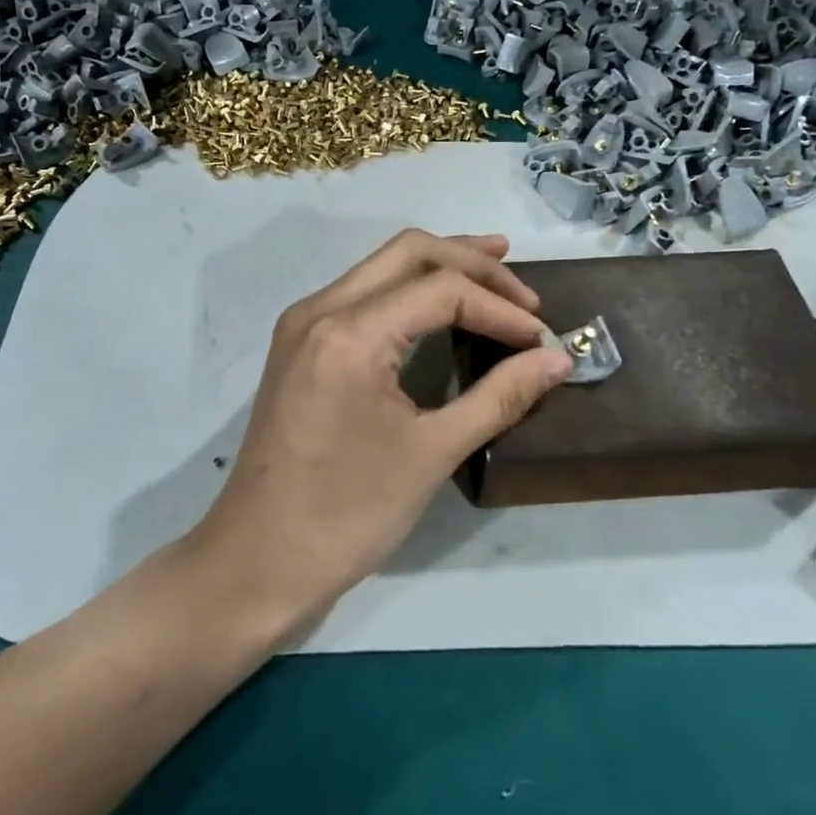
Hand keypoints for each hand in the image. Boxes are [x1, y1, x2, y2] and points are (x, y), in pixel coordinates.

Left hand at [184, 230, 572, 639]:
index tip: (541, 340)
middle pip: (408, 253)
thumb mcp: (432, 453)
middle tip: (524, 294)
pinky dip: (409, 290)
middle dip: (472, 263)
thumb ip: (499, 396)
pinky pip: (363, 293)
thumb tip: (557, 360)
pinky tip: (440, 306)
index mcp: (348, 332)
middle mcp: (319, 309)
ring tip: (495, 271)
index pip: (440, 289)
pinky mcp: (300, 345)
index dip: (499, 308)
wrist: (257, 561)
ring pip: (382, 266)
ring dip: (441, 266)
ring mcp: (303, 324)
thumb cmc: (346, 514)